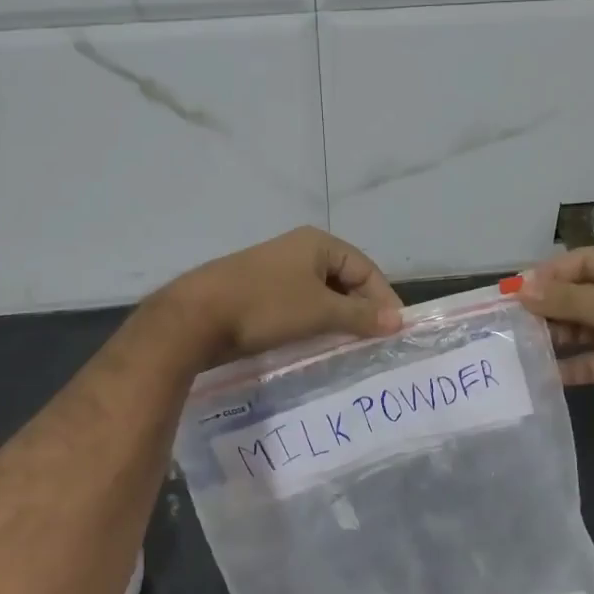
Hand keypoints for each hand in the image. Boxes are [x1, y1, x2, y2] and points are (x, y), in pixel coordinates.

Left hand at [164, 227, 403, 366]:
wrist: (195, 317)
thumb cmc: (266, 307)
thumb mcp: (320, 311)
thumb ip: (360, 315)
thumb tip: (398, 321)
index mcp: (317, 243)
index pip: (366, 269)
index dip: (383, 299)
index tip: (394, 332)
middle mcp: (298, 251)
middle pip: (344, 280)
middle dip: (360, 310)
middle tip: (373, 343)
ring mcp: (276, 271)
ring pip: (320, 296)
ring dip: (336, 320)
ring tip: (349, 349)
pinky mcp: (258, 293)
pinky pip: (298, 306)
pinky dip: (312, 323)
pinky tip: (315, 346)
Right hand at [517, 246, 593, 432]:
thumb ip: (565, 298)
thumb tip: (521, 289)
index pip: (582, 260)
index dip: (549, 274)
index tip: (516, 292)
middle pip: (578, 292)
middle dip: (548, 305)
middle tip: (515, 320)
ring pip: (581, 325)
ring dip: (555, 334)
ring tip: (524, 345)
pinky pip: (589, 358)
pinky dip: (569, 364)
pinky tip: (544, 372)